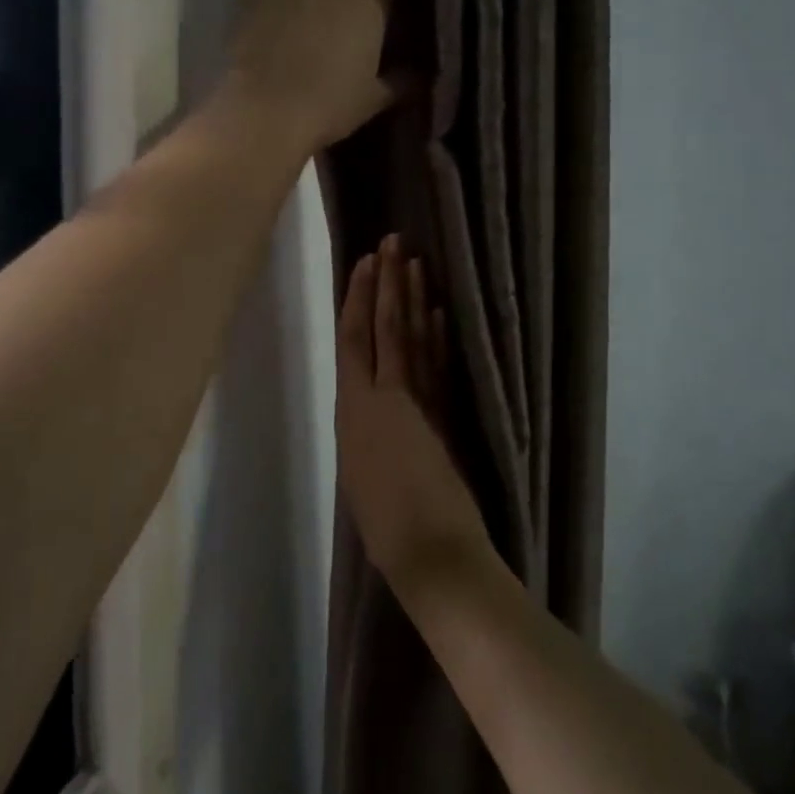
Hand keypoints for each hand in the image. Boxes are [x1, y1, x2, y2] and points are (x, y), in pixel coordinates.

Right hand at [335, 236, 493, 599]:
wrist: (428, 552)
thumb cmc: (385, 528)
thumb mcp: (360, 476)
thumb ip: (367, 436)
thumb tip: (375, 417)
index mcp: (352, 412)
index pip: (352, 340)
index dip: (357, 298)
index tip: (365, 263)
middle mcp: (378, 397)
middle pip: (382, 328)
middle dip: (386, 282)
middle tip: (391, 241)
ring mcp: (413, 403)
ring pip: (409, 338)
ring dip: (411, 298)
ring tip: (412, 260)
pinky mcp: (442, 414)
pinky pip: (436, 364)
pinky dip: (437, 334)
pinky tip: (438, 310)